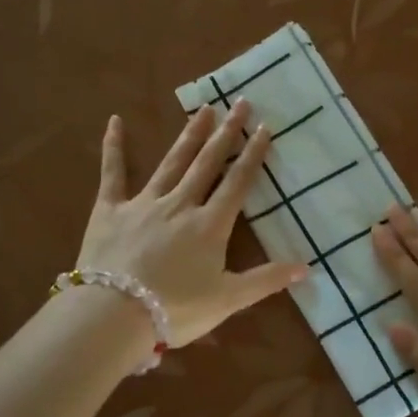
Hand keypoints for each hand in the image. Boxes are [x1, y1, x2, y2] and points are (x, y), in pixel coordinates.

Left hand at [77, 104, 306, 348]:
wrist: (113, 313)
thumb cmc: (174, 309)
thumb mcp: (228, 300)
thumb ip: (266, 280)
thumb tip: (308, 267)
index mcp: (210, 225)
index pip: (237, 183)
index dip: (253, 154)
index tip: (264, 127)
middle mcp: (181, 204)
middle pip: (208, 163)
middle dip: (226, 132)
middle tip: (240, 102)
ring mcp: (144, 203)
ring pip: (172, 162)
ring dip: (189, 134)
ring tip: (203, 108)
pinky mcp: (109, 209)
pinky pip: (113, 173)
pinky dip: (113, 148)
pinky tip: (115, 122)